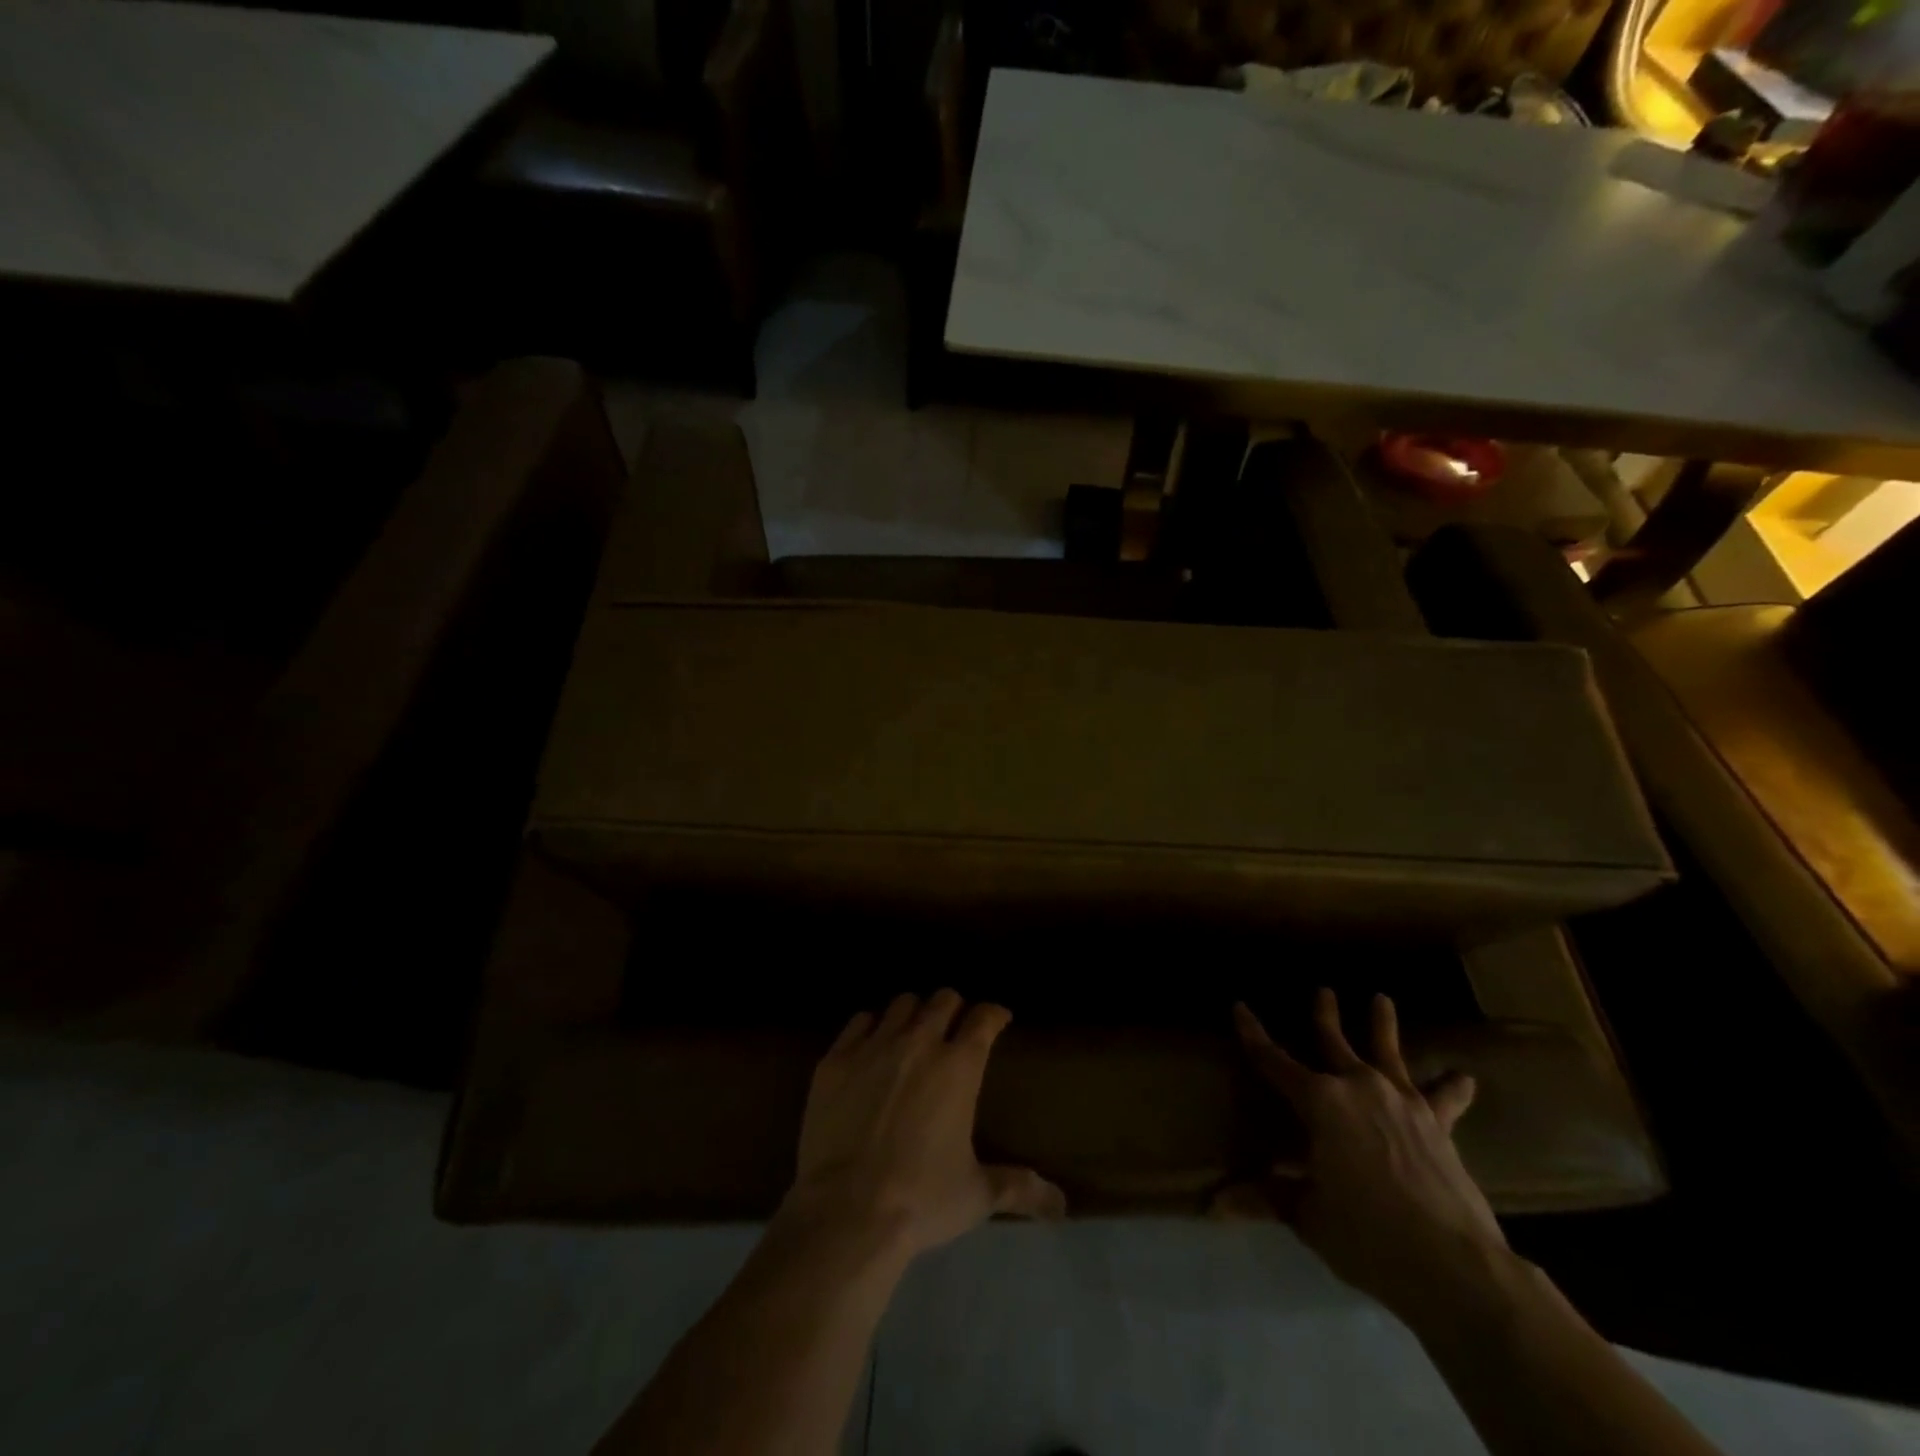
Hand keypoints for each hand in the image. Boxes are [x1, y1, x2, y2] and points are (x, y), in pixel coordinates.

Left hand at [781, 990, 1065, 1259]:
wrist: (847, 1212)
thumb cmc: (921, 1200)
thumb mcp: (976, 1196)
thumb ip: (1018, 1188)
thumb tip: (1060, 1206)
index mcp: (959, 1066)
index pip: (984, 1018)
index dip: (994, 1014)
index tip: (998, 1019)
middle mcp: (920, 1042)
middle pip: (943, 999)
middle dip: (954, 1008)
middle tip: (955, 1027)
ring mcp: (874, 1046)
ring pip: (902, 1003)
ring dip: (914, 1013)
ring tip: (913, 1032)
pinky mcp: (837, 1058)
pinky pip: (859, 1021)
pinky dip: (872, 1026)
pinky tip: (872, 1044)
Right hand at [1229, 988, 1510, 1324]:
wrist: (1453, 1265)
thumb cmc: (1367, 1235)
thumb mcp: (1309, 1216)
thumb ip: (1268, 1197)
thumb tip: (1215, 1205)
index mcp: (1320, 1102)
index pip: (1274, 1061)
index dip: (1253, 1035)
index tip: (1240, 1007)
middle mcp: (1359, 1088)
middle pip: (1335, 1043)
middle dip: (1325, 1016)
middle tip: (1324, 990)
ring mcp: (1402, 1103)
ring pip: (1388, 1054)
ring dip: (1383, 1026)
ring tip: (1382, 999)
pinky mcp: (1438, 1127)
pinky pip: (1444, 1099)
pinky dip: (1452, 1087)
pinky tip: (1464, 1076)